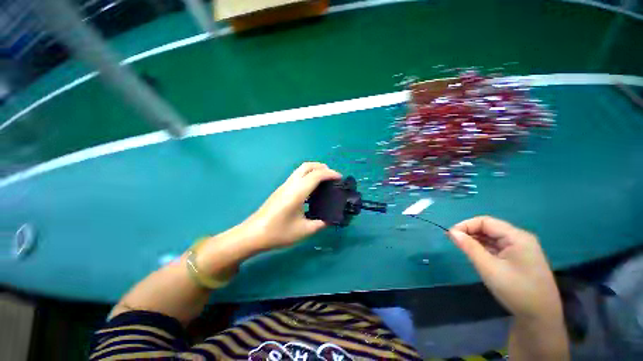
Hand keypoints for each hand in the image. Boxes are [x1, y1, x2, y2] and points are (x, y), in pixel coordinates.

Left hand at [243, 162, 341, 248]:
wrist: (253, 234)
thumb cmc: (278, 233)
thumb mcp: (303, 231)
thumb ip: (320, 224)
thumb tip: (330, 220)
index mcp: (297, 192)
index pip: (316, 175)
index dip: (330, 174)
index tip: (340, 178)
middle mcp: (290, 185)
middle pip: (307, 166)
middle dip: (322, 167)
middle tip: (332, 176)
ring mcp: (284, 186)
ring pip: (301, 169)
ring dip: (314, 170)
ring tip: (324, 181)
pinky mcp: (281, 190)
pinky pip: (297, 176)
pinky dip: (308, 176)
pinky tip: (312, 189)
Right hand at [448, 216, 562, 320]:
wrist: (541, 317)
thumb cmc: (516, 290)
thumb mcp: (489, 268)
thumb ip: (469, 247)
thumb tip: (452, 232)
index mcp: (517, 237)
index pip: (486, 221)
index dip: (466, 225)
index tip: (450, 235)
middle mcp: (520, 238)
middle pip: (490, 228)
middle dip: (470, 232)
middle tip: (453, 241)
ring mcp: (521, 248)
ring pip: (493, 237)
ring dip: (476, 240)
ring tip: (462, 248)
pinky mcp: (520, 258)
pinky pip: (498, 247)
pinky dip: (485, 248)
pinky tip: (477, 254)